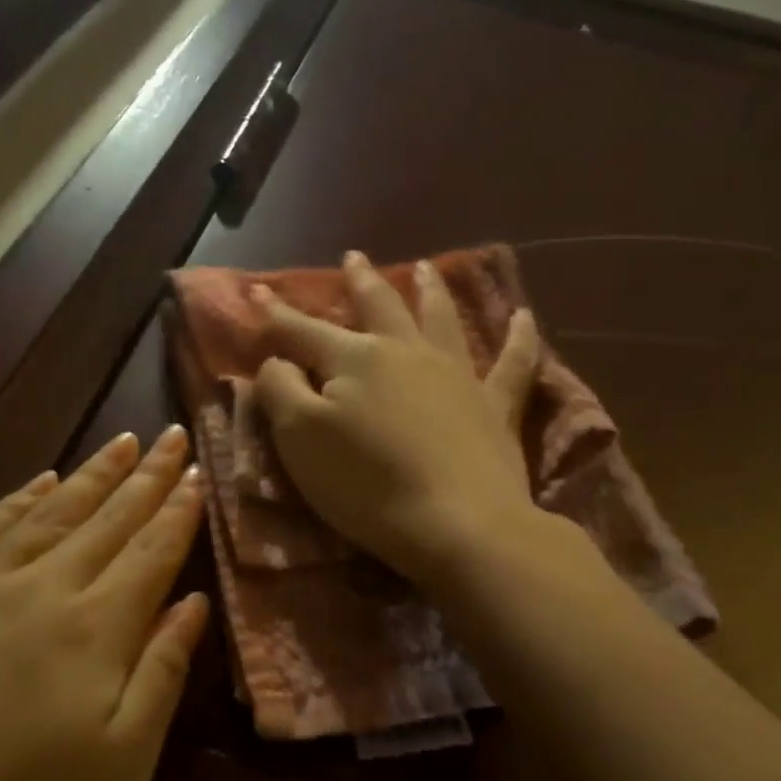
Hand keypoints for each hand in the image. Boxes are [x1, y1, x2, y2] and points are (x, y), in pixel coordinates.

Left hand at [0, 426, 208, 780]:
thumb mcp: (120, 766)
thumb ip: (161, 675)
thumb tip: (194, 604)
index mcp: (96, 630)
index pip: (151, 552)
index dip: (179, 511)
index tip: (199, 472)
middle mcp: (43, 588)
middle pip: (108, 519)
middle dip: (147, 476)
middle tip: (171, 434)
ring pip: (50, 511)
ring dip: (92, 474)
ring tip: (122, 442)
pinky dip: (19, 497)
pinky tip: (39, 480)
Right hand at [253, 250, 541, 583]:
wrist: (457, 524)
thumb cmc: (366, 486)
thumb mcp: (300, 439)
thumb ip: (281, 391)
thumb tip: (279, 361)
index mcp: (355, 359)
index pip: (304, 330)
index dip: (276, 313)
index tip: (256, 292)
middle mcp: (406, 352)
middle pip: (379, 307)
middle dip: (360, 281)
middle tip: (354, 256)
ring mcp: (457, 374)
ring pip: (441, 319)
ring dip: (430, 290)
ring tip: (425, 267)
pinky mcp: (496, 405)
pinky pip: (514, 361)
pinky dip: (521, 337)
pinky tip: (525, 316)